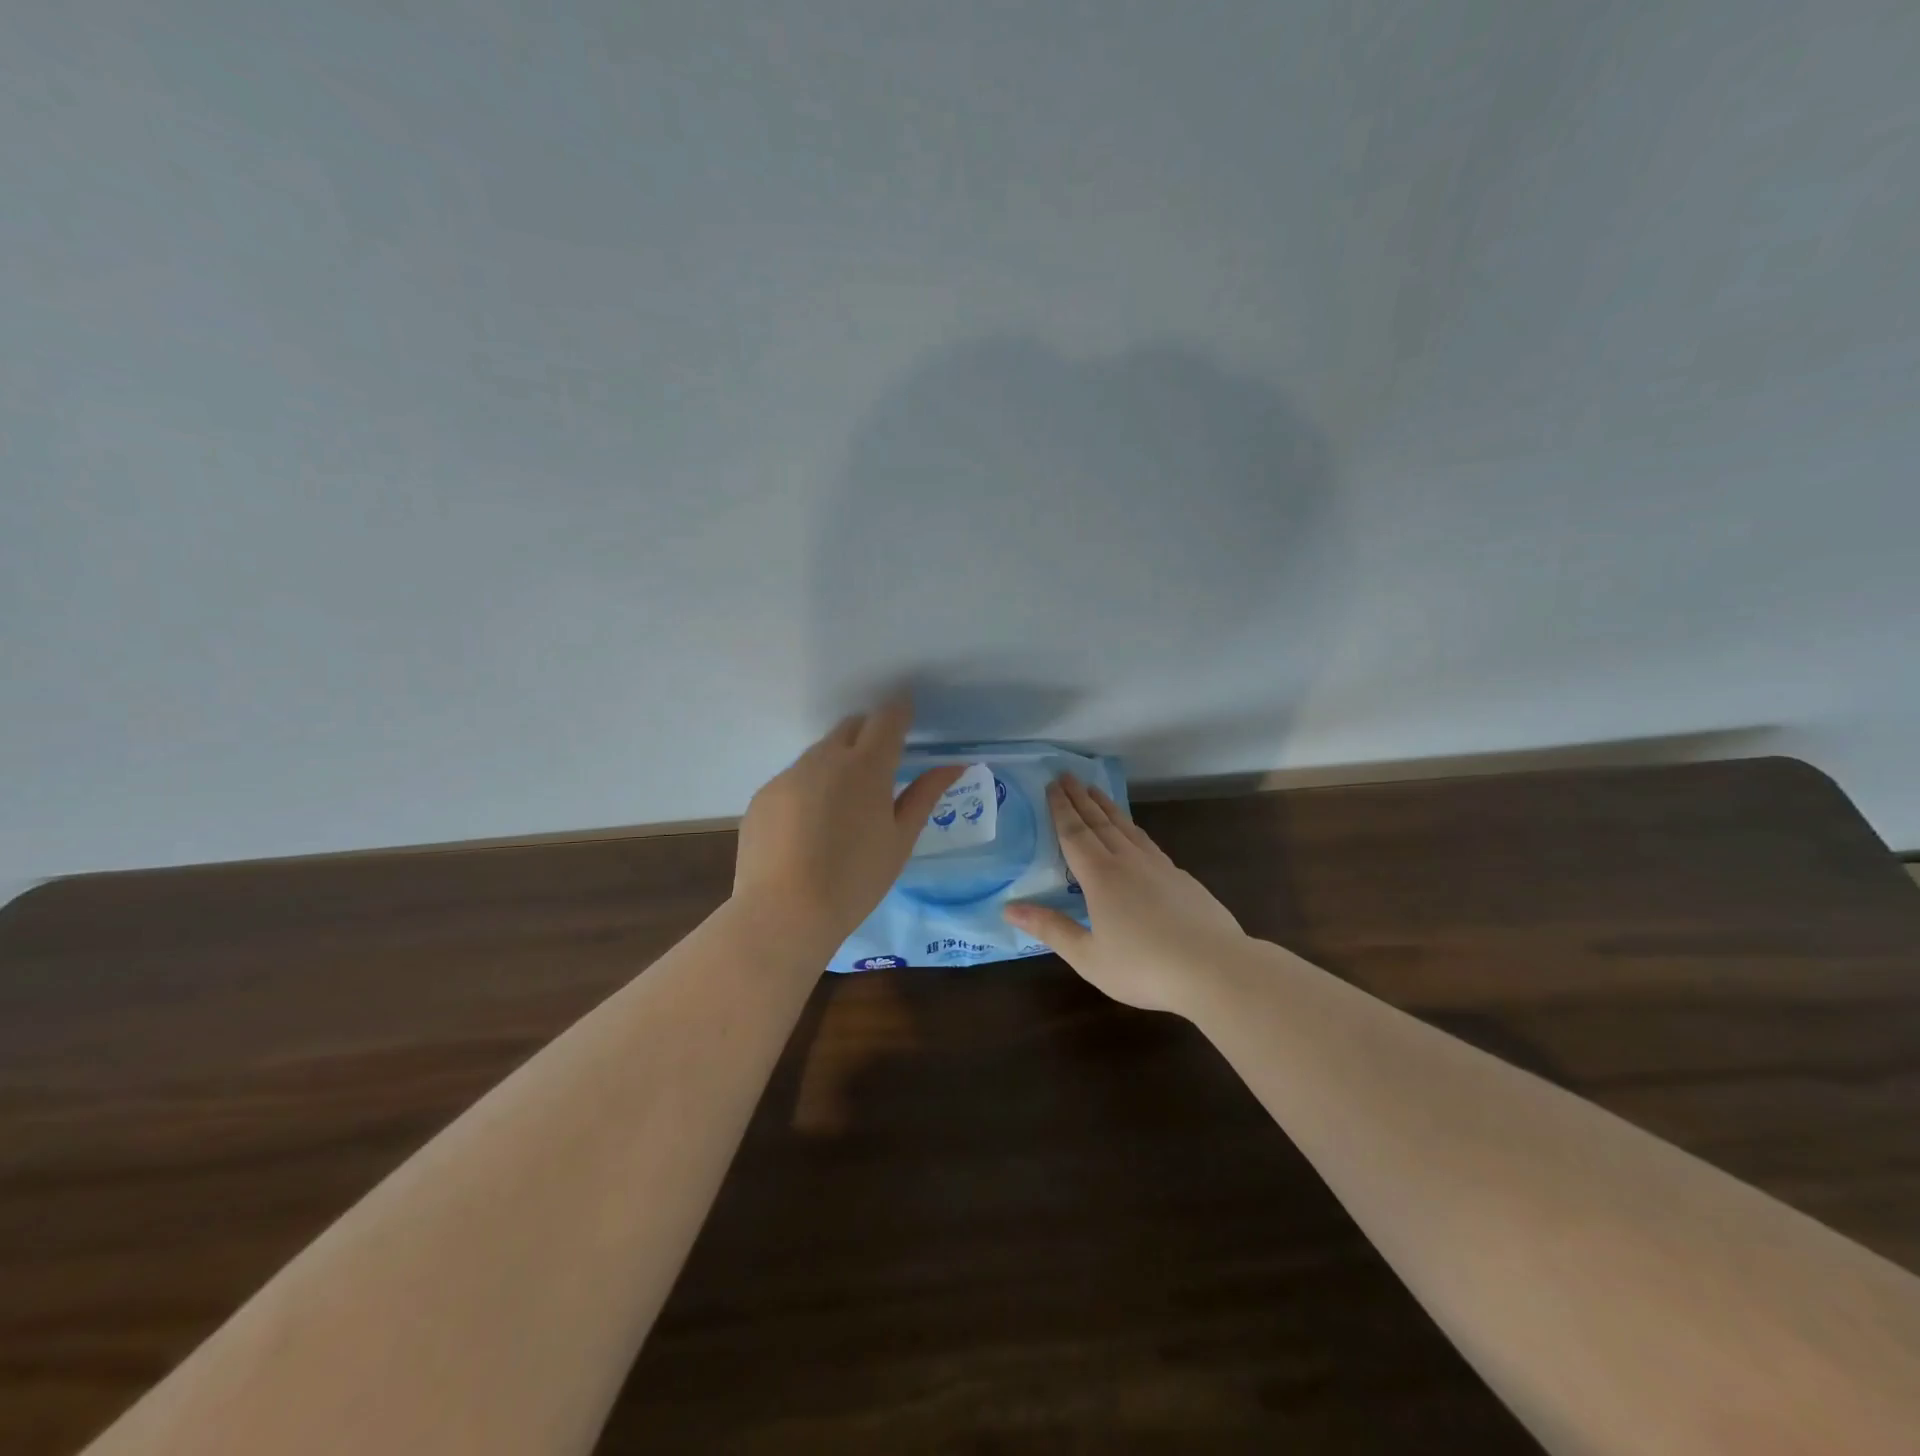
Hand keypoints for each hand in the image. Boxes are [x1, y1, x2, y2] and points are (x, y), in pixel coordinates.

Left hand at [732, 697, 963, 959]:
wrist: (784, 912)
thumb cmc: (856, 879)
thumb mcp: (900, 840)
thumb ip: (925, 795)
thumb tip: (954, 765)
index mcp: (866, 767)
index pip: (887, 719)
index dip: (900, 712)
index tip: (907, 716)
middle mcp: (824, 759)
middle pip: (851, 727)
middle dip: (868, 734)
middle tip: (880, 767)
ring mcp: (788, 775)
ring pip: (819, 753)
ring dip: (837, 763)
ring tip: (842, 807)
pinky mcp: (763, 795)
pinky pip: (793, 779)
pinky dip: (808, 789)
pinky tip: (809, 829)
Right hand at [1005, 774, 1245, 1013]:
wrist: (1215, 968)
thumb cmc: (1144, 966)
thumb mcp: (1088, 956)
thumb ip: (1051, 929)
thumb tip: (1009, 907)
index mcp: (1100, 877)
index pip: (1074, 834)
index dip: (1061, 809)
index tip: (1052, 785)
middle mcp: (1127, 861)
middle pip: (1099, 822)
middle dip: (1080, 798)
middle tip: (1067, 775)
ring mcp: (1159, 866)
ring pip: (1126, 827)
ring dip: (1107, 807)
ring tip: (1095, 791)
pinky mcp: (1181, 878)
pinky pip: (1147, 842)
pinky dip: (1132, 829)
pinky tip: (1134, 834)